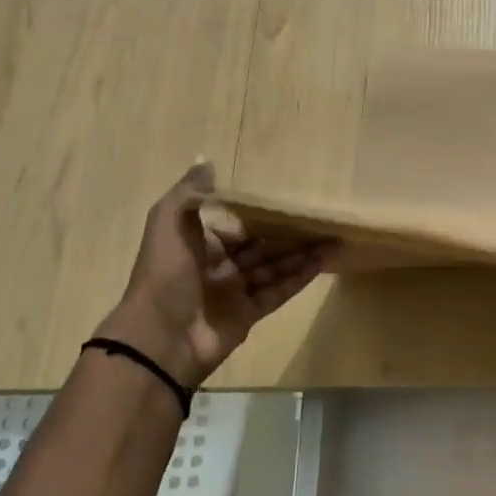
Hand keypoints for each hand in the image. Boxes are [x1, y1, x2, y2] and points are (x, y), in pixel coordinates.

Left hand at [97, 161, 333, 388]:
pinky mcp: (250, 315)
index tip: (292, 200)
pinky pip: (279, 292)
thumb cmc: (165, 274)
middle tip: (322, 219)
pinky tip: (323, 263)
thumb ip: (190, 192)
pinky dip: (300, 278)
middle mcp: (219, 266)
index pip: (237, 224)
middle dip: (290, 234)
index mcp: (199, 244)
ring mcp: (236, 292)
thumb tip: (206, 158)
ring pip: (275, 268)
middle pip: (262, 246)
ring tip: (335, 239)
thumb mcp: (169, 223)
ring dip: (303, 254)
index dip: (263, 213)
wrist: (160, 337)